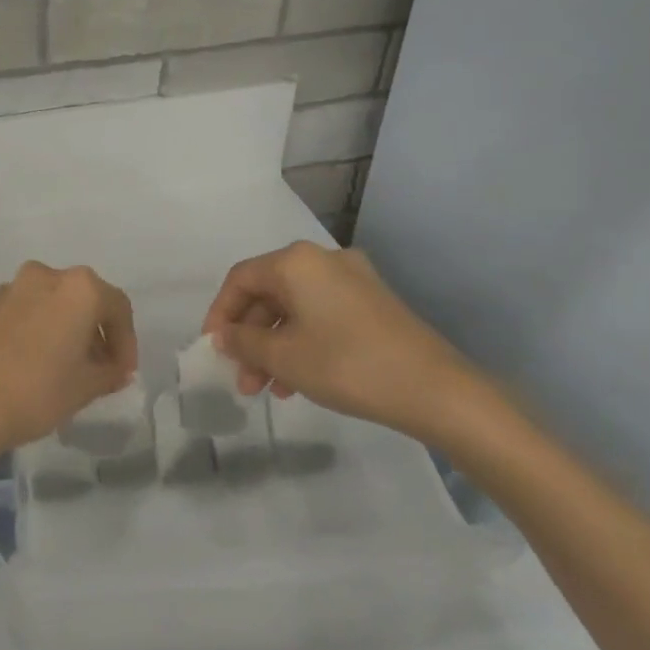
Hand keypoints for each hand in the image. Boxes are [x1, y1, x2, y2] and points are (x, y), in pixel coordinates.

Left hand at [0, 262, 137, 461]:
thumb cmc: (35, 393)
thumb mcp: (85, 388)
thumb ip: (109, 372)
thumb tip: (115, 368)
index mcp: (77, 289)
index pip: (117, 307)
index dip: (126, 341)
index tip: (122, 372)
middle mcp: (42, 277)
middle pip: (80, 299)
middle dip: (91, 331)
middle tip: (94, 368)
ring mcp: (5, 289)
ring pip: (45, 303)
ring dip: (57, 328)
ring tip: (55, 367)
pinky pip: (15, 314)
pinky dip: (26, 331)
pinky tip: (20, 365)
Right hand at [203, 243, 490, 446]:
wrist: (436, 390)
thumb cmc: (347, 365)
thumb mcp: (283, 357)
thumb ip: (243, 342)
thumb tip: (224, 336)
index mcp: (296, 262)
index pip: (240, 279)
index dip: (219, 314)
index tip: (213, 350)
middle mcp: (323, 260)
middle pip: (268, 293)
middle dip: (249, 337)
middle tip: (242, 379)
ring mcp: (353, 279)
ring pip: (295, 308)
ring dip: (274, 345)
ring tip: (268, 389)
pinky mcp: (373, 303)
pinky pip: (321, 315)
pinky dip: (301, 342)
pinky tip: (298, 380)